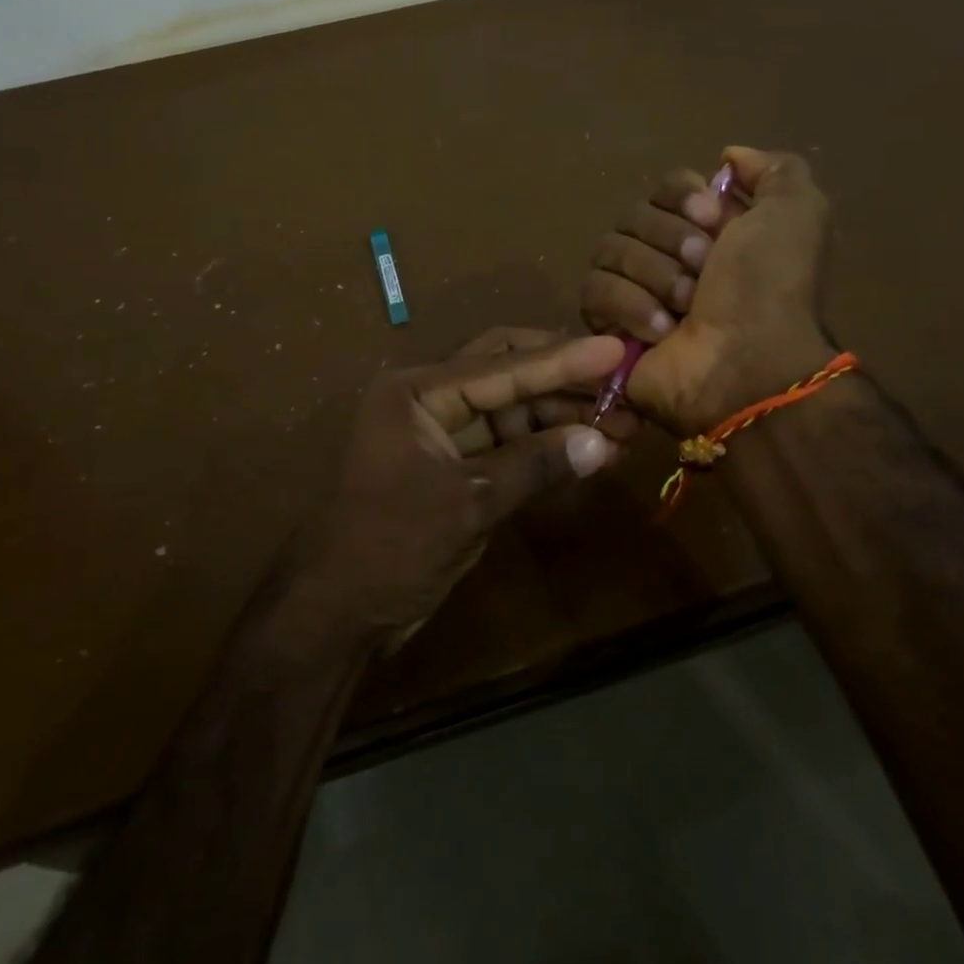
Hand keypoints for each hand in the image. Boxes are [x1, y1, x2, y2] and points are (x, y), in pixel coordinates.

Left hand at [280, 327, 635, 650]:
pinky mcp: (456, 468)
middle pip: (508, 374)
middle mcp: (429, 400)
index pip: (502, 366)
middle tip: (624, 386)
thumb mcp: (467, 503)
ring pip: (513, 412)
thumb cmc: (391, 547)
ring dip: (563, 418)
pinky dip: (546, 449)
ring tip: (623, 425)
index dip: (562, 360)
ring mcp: (443, 435)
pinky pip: (508, 446)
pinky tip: (590, 452)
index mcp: (417, 391)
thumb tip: (601, 442)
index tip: (616, 350)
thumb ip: (534, 466)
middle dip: (565, 382)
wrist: (339, 614)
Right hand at [582, 145, 835, 433]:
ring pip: (609, 249)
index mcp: (708, 229)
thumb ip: (774, 170)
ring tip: (684, 308)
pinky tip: (660, 331)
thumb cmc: (771, 288)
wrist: (746, 364)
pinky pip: (593, 290)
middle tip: (703, 271)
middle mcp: (668, 254)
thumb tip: (728, 157)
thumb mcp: (798, 213)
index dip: (683, 197)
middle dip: (669, 240)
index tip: (712, 219)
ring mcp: (634, 290)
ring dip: (653, 275)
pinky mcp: (607, 325)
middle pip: (633, 214)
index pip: (665, 185)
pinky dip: (629, 306)